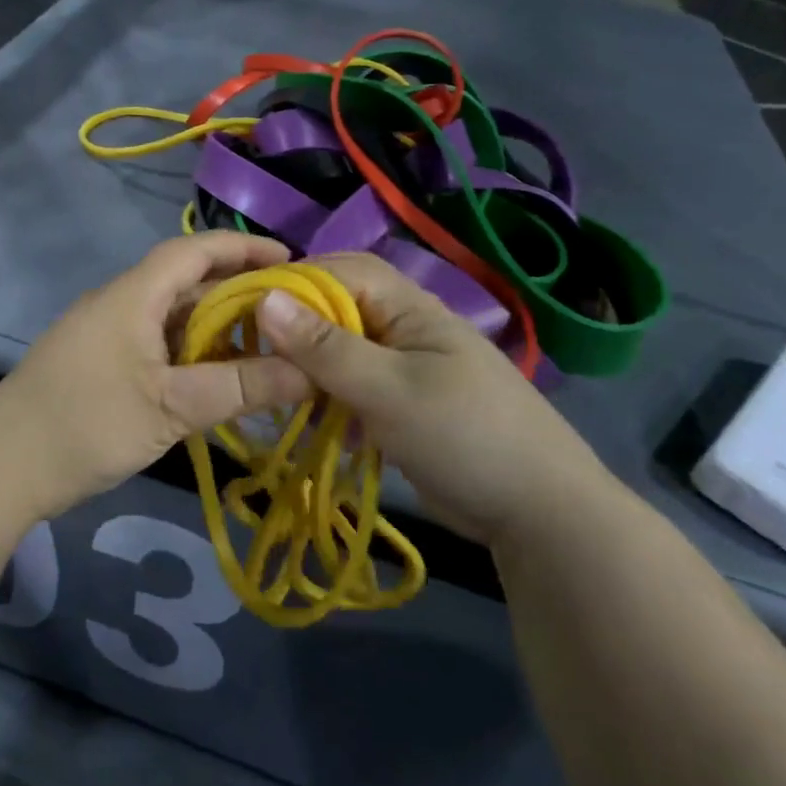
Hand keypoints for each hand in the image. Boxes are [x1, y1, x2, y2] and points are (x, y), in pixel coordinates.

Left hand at [0, 233, 311, 521]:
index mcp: (133, 296)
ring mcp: (104, 334)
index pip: (193, 251)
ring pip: (170, 316)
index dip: (242, 248)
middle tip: (290, 311)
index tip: (291, 260)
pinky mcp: (97, 363)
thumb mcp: (171, 408)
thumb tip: (310, 373)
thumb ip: (239, 388)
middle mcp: (118, 303)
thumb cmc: (86, 426)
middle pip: (185, 282)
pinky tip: (215, 377)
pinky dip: (190, 351)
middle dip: (237, 290)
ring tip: (264, 345)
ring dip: (214, 324)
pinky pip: (155, 342)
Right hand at [255, 253, 613, 543]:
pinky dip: (332, 401)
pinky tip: (316, 424)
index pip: (342, 271)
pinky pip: (355, 389)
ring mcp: (406, 369)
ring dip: (312, 369)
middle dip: (298, 328)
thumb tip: (264, 299)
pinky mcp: (404, 406)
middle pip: (339, 309)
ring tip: (279, 392)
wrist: (539, 514)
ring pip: (343, 352)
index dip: (294, 282)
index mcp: (410, 308)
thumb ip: (325, 347)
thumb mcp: (388, 390)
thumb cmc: (464, 436)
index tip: (247, 309)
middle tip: (255, 353)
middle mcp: (406, 329)